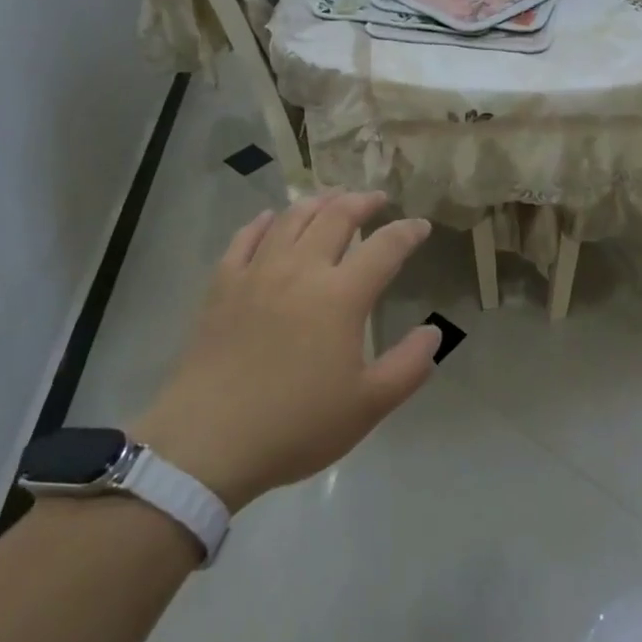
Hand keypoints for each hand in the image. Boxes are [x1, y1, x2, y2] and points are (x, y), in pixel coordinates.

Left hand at [131, 192, 438, 512]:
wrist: (207, 442)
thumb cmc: (295, 425)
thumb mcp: (368, 406)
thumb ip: (409, 366)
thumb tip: (434, 331)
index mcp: (341, 296)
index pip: (385, 248)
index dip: (407, 232)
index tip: (421, 225)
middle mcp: (301, 270)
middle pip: (337, 218)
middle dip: (362, 202)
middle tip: (377, 198)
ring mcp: (257, 273)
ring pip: (292, 219)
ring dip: (318, 202)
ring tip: (332, 198)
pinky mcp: (222, 285)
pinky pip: (245, 238)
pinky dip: (262, 222)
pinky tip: (270, 218)